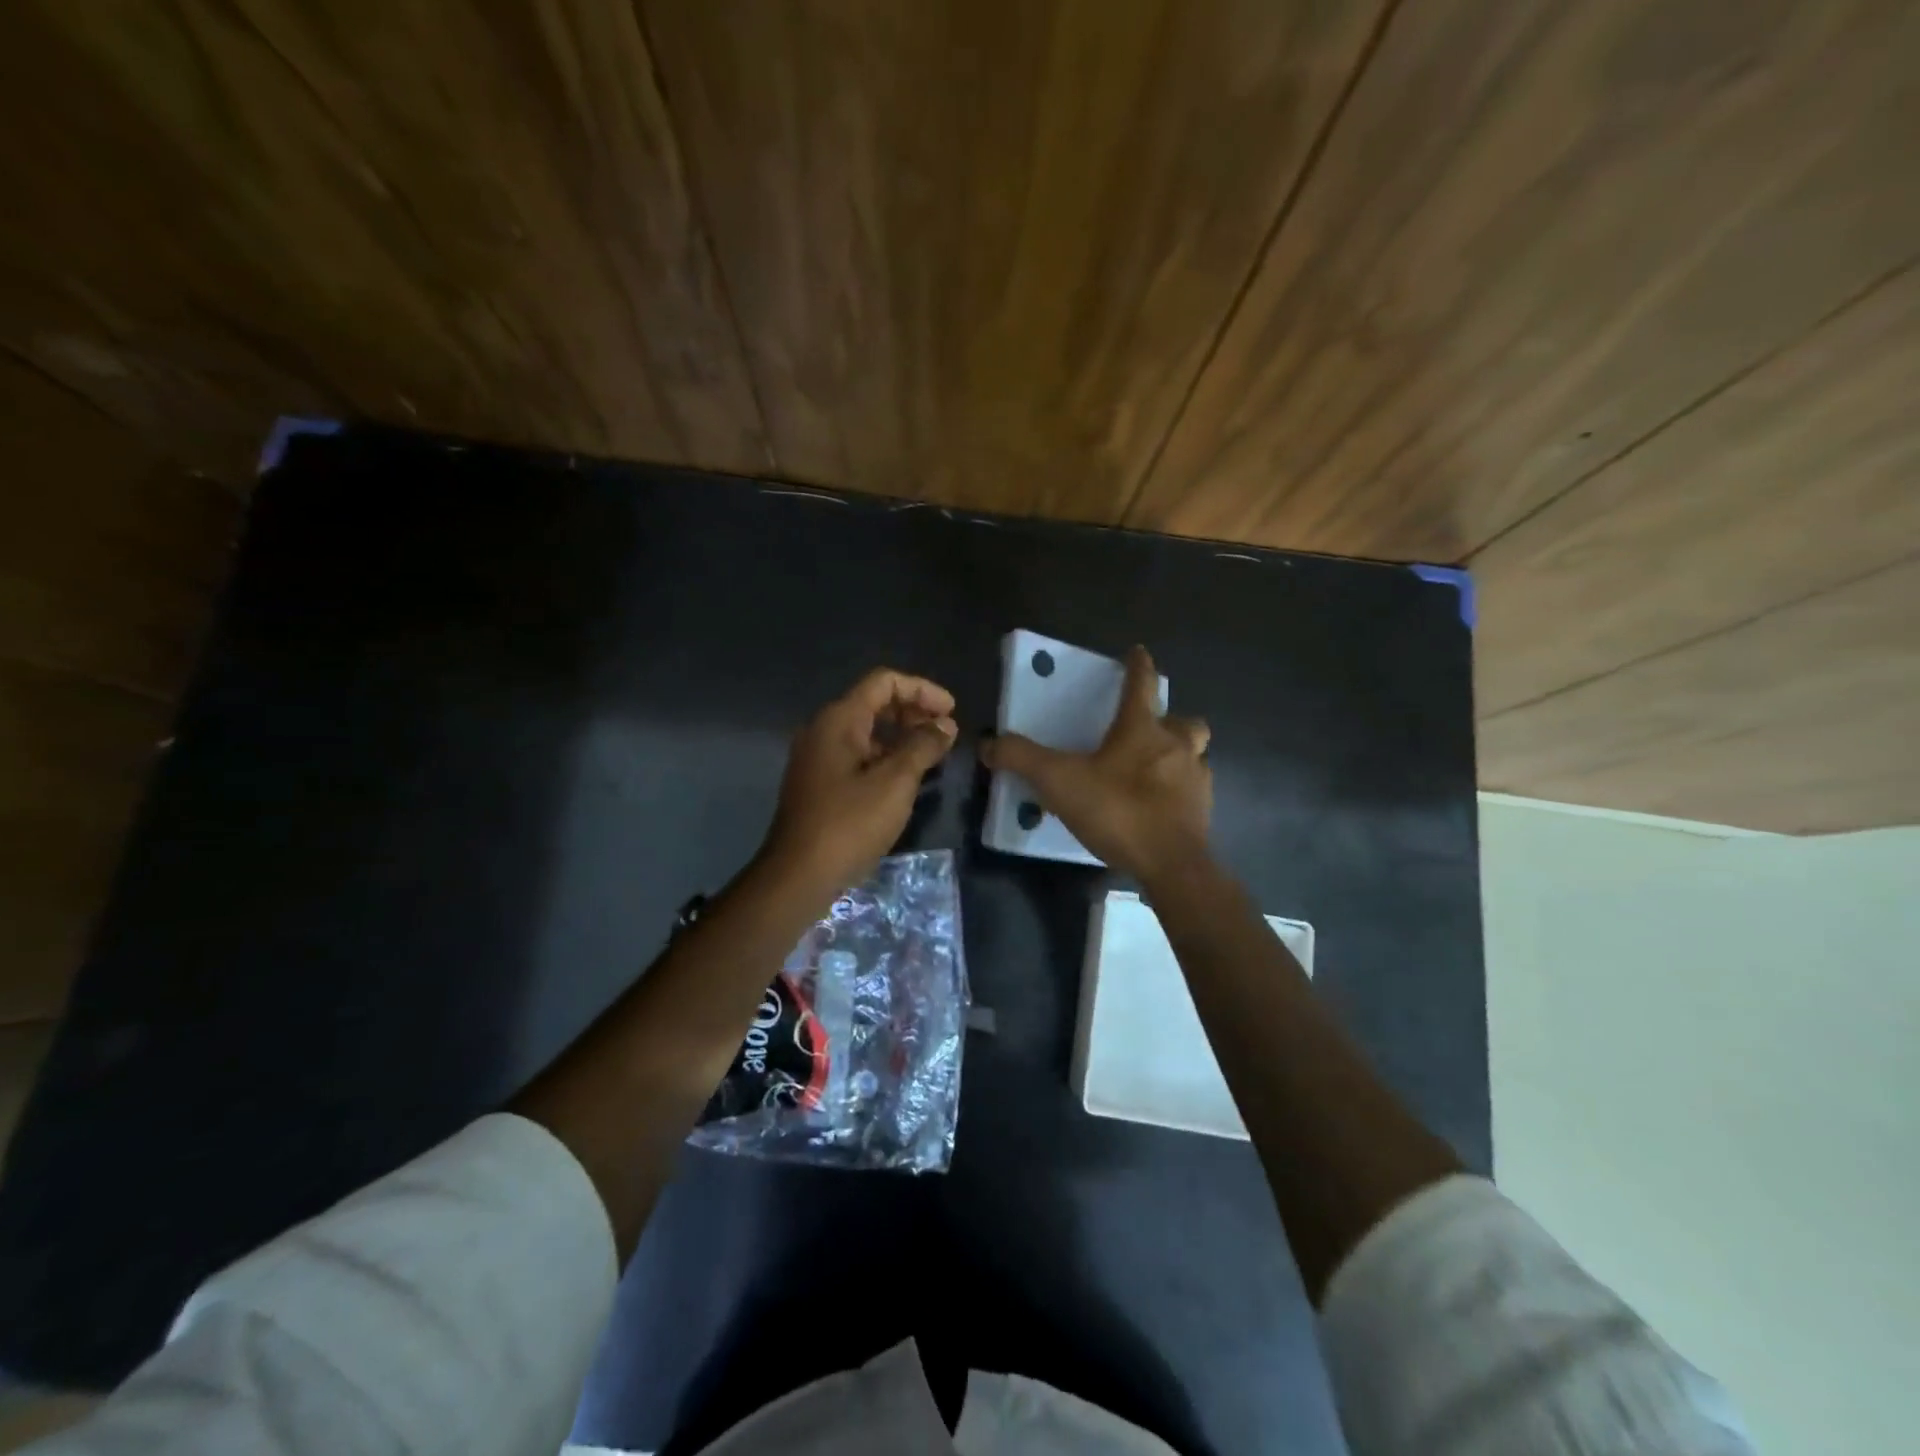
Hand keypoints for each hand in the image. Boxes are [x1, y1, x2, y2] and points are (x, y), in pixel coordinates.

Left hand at [763, 669, 957, 895]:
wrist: (798, 875)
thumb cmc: (849, 824)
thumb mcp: (895, 782)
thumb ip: (923, 746)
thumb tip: (945, 726)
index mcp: (839, 719)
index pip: (884, 682)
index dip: (922, 690)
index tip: (952, 711)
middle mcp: (824, 730)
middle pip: (874, 703)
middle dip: (913, 712)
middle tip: (946, 733)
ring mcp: (818, 757)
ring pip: (866, 731)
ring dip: (901, 736)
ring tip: (933, 756)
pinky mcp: (819, 783)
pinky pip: (857, 755)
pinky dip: (885, 757)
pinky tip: (906, 779)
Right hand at [981, 645, 1211, 884]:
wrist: (1170, 864)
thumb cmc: (1117, 811)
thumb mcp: (1058, 782)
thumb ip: (1021, 759)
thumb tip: (987, 743)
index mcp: (1142, 729)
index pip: (1142, 684)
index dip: (1138, 665)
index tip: (1138, 652)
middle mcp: (1176, 746)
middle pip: (1184, 720)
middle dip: (1170, 719)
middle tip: (1149, 730)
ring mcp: (1196, 779)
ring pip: (1195, 754)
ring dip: (1179, 754)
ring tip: (1155, 768)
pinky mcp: (1204, 811)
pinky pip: (1195, 789)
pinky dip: (1181, 790)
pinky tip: (1161, 805)